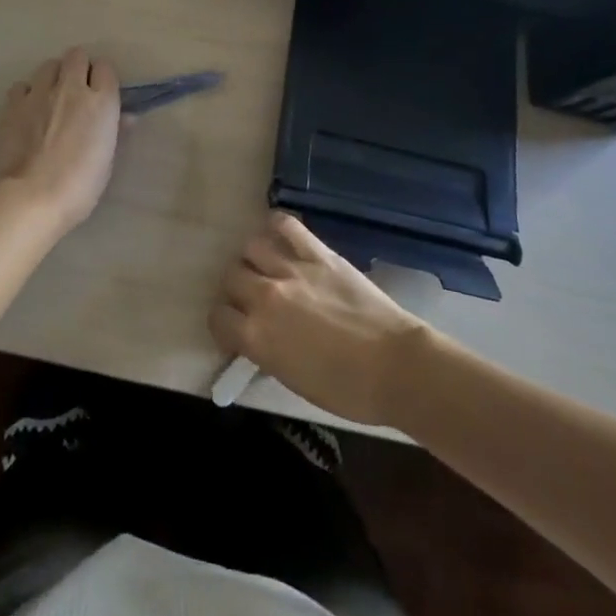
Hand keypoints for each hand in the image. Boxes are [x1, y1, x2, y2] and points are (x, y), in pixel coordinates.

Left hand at [0, 47, 121, 232]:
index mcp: (101, 101)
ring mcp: (39, 92)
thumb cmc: (80, 186)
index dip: (103, 79)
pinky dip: (27, 94)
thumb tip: (127, 117)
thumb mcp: (107, 161)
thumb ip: (116, 132)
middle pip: (76, 56)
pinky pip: (22, 85)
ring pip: (48, 65)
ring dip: (53, 77)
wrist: (31, 196)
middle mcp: (71, 87)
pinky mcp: (13, 103)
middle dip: (79, 68)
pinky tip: (27, 112)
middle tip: (77, 91)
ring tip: (51, 99)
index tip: (101, 94)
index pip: (105, 68)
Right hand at [210, 212, 426, 426]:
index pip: (218, 317)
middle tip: (251, 297)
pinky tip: (279, 236)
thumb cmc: (348, 390)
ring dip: (253, 259)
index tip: (235, 328)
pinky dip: (276, 226)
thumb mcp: (293, 381)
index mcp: (257, 336)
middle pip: (230, 277)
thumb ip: (266, 352)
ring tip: (265, 267)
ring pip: (251, 247)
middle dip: (236, 288)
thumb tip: (257, 337)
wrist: (396, 367)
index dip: (224, 323)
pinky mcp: (318, 253)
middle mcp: (265, 297)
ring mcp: (291, 270)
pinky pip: (286, 225)